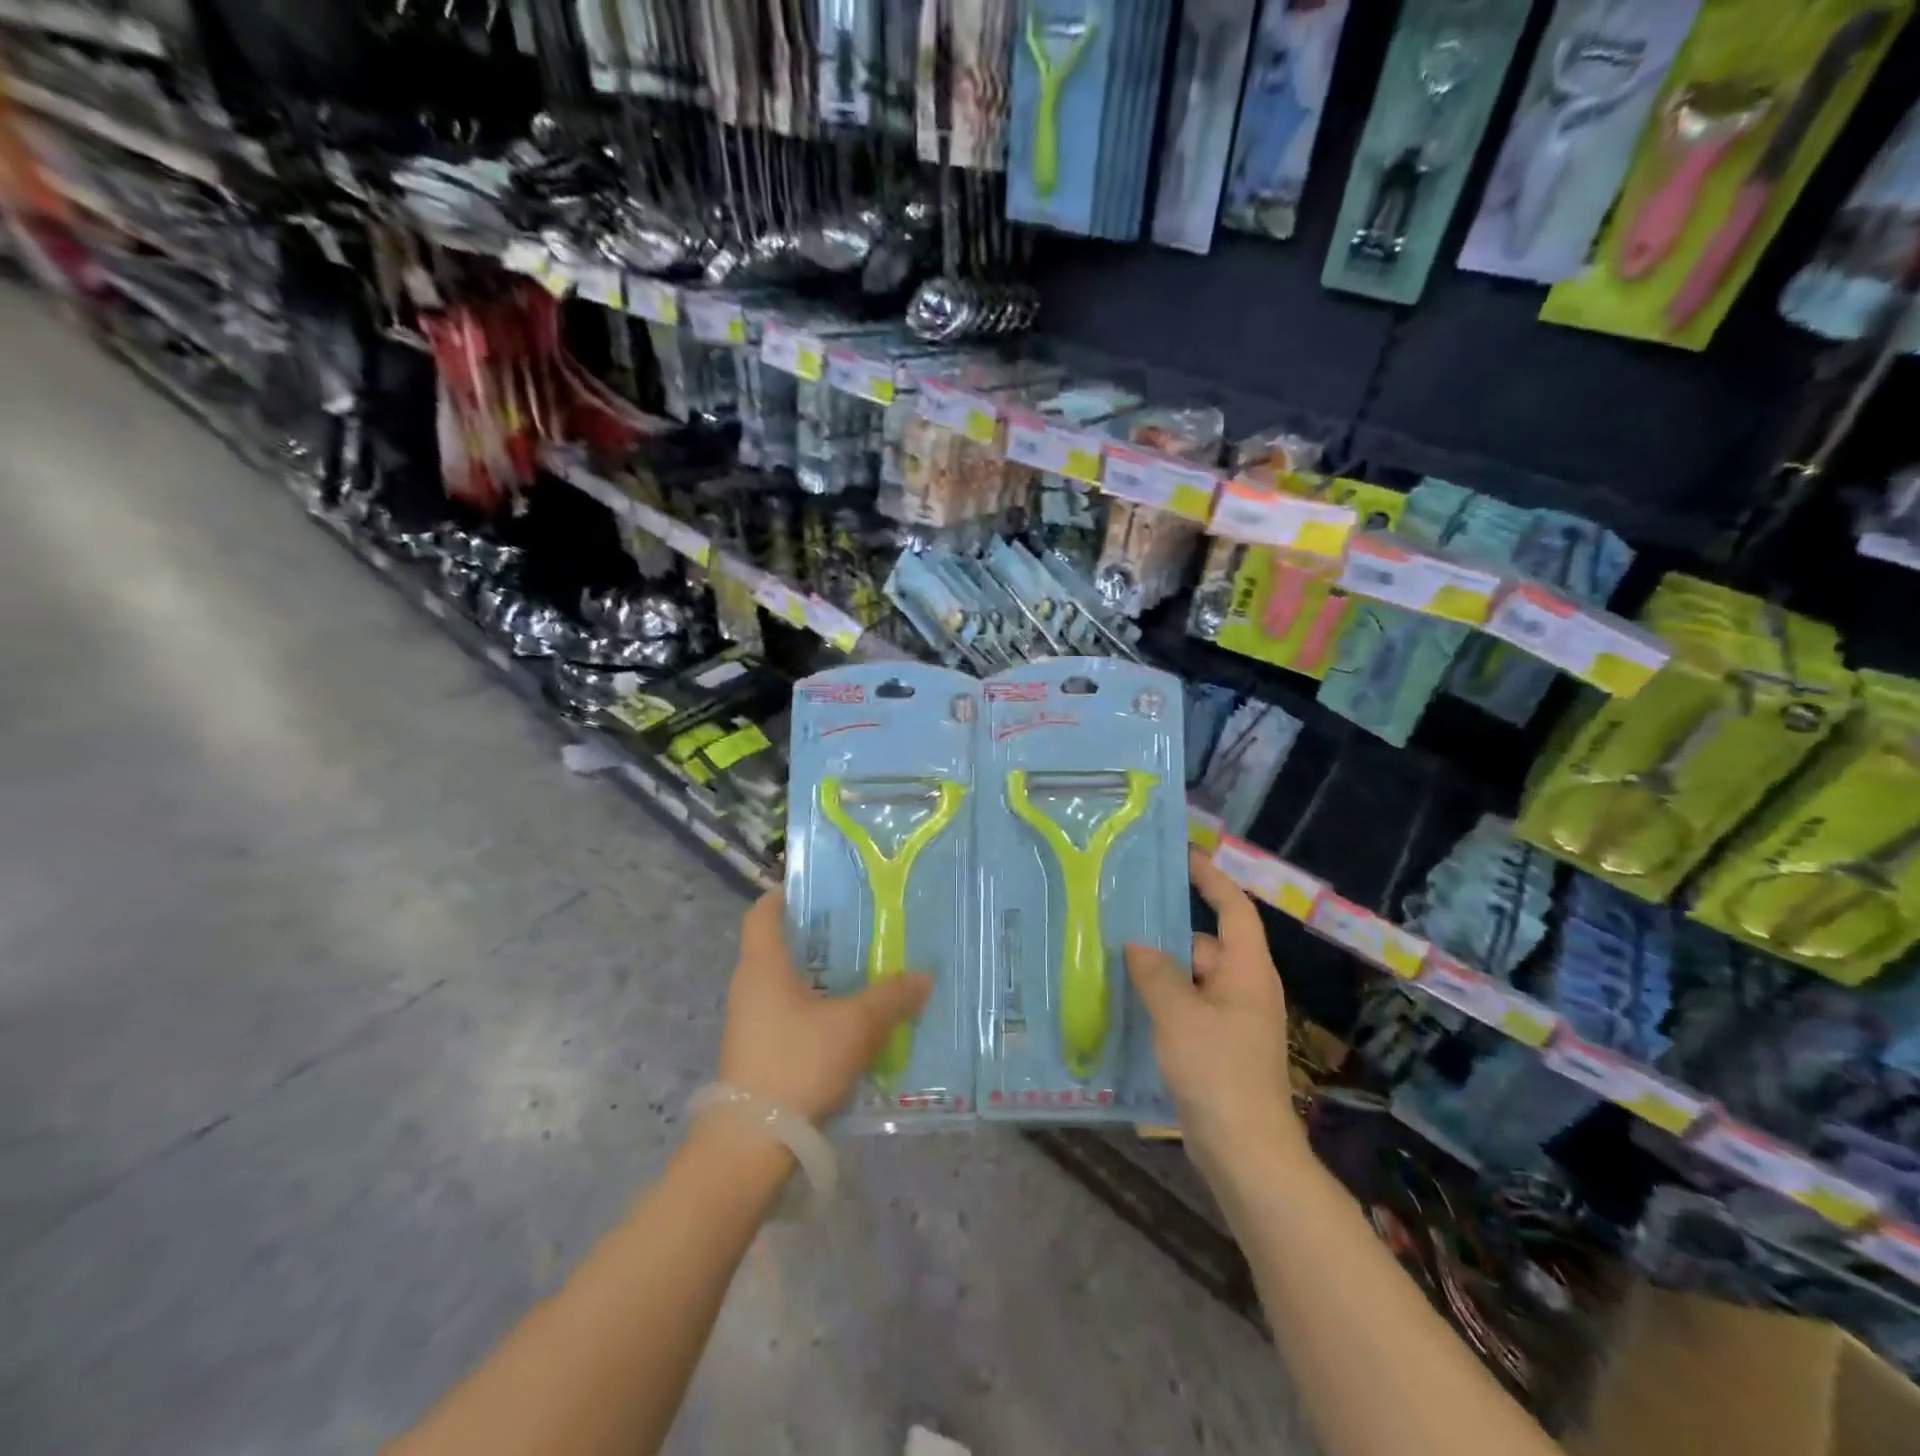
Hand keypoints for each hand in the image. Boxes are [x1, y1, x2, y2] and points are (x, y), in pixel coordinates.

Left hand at [717, 890, 931, 1124]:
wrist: (753, 1141)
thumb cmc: (798, 1062)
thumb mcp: (855, 1025)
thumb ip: (891, 998)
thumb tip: (924, 977)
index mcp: (763, 966)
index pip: (763, 912)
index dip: (786, 894)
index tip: (819, 889)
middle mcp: (749, 987)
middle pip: (779, 947)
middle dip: (817, 937)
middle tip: (858, 929)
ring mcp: (749, 1022)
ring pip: (786, 984)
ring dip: (819, 977)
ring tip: (862, 974)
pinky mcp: (756, 1052)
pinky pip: (788, 1015)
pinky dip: (815, 1009)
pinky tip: (848, 1022)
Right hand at [1126, 850, 1303, 1171]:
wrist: (1246, 1153)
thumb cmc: (1218, 1071)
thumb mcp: (1178, 1014)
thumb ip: (1155, 973)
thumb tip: (1137, 946)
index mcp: (1246, 970)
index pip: (1234, 909)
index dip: (1212, 878)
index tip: (1184, 856)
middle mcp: (1244, 988)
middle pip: (1205, 944)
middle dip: (1167, 933)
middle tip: (1122, 918)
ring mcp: (1232, 1020)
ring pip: (1192, 979)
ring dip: (1159, 971)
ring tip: (1113, 960)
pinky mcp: (1218, 1047)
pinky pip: (1187, 1007)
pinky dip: (1162, 1000)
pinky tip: (1128, 1005)